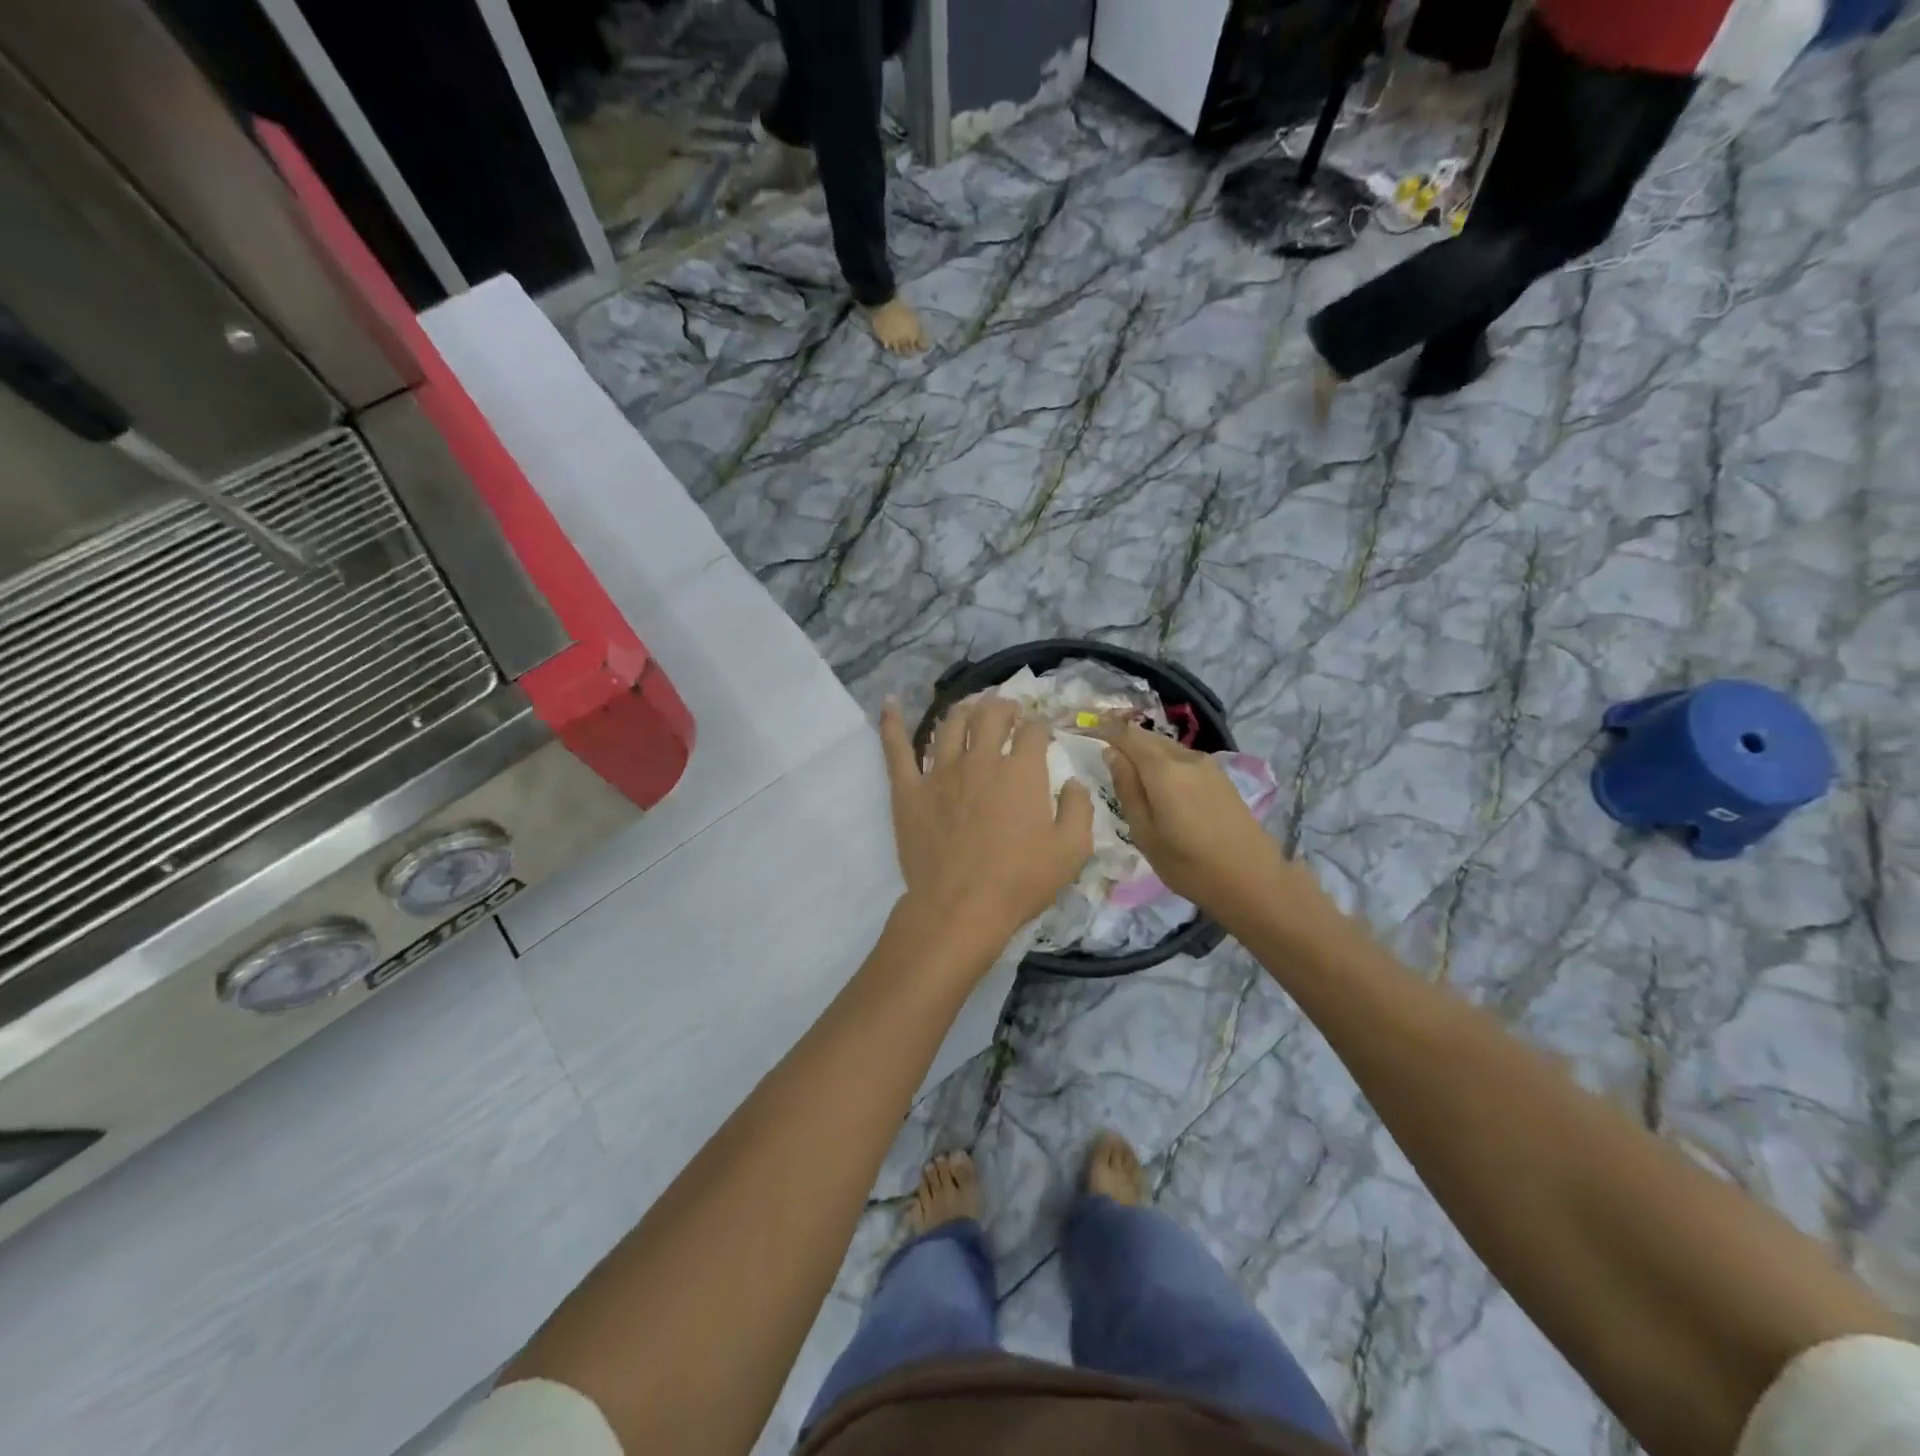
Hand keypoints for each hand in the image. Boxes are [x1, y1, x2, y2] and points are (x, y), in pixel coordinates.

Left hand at [880, 696, 1093, 952]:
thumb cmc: (1019, 881)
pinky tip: (890, 704)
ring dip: (963, 710)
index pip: (1032, 732)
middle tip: (1008, 711)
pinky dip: (892, 723)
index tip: (1041, 735)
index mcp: (1021, 771)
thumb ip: (1078, 809)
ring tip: (970, 708)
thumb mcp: (1071, 850)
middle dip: (1003, 707)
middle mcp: (980, 760)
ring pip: (950, 724)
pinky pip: (897, 749)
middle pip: (990, 716)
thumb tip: (1074, 782)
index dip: (1039, 728)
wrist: (960, 907)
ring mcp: (940, 772)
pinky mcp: (908, 789)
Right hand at [1096, 722, 1326, 926]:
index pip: (1127, 735)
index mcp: (1163, 770)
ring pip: (1165, 747)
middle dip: (1123, 740)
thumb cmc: (1189, 865)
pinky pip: (1181, 759)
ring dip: (1144, 752)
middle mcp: (1186, 758)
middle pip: (1147, 737)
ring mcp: (1207, 765)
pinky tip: (1157, 786)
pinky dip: (1162, 763)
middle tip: (1102, 758)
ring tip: (1127, 775)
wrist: (1253, 880)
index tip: (1085, 734)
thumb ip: (1127, 789)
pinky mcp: (1219, 776)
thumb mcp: (1145, 833)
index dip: (1104, 730)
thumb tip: (1111, 754)